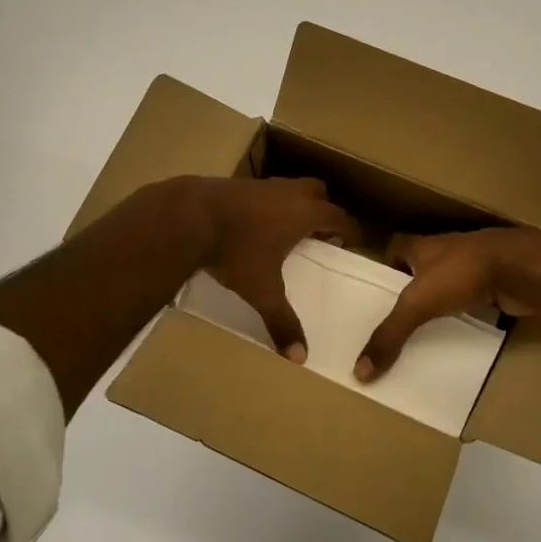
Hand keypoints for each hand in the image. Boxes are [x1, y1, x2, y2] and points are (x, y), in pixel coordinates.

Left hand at [190, 176, 356, 362]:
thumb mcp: (261, 291)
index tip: (351, 244)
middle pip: (318, 192)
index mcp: (304, 214)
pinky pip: (264, 191)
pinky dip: (267, 204)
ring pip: (289, 188)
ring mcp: (261, 185)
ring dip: (294, 204)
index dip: (349, 231)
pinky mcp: (236, 184)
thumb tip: (300, 357)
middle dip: (323, 210)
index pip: (339, 217)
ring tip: (285, 230)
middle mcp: (288, 193)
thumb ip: (281, 321)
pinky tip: (254, 224)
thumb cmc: (236, 251)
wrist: (189, 217)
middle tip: (318, 234)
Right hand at [355, 227, 540, 381]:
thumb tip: (359, 371)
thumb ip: (390, 335)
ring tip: (426, 329)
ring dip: (441, 300)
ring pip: (450, 281)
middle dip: (412, 288)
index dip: (386, 266)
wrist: (523, 268)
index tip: (378, 291)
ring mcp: (475, 264)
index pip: (396, 247)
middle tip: (398, 318)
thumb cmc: (463, 273)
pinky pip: (475, 296)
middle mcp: (448, 250)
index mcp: (423, 246)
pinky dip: (468, 310)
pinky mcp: (497, 281)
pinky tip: (462, 330)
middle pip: (422, 266)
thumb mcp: (418, 304)